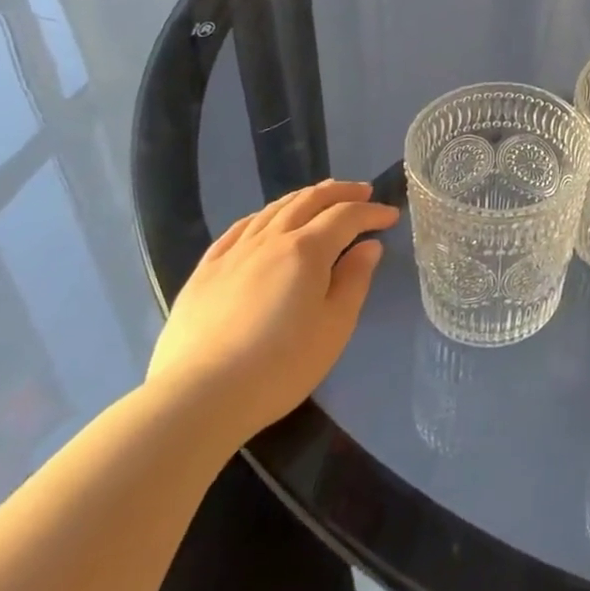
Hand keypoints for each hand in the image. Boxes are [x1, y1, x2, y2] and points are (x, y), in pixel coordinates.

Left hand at [146, 180, 396, 445]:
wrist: (198, 398)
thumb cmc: (280, 366)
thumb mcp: (335, 326)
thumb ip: (355, 280)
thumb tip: (369, 246)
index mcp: (307, 250)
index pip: (346, 216)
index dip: (372, 212)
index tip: (391, 216)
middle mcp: (271, 239)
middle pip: (309, 200)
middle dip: (340, 192)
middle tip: (362, 192)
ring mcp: (234, 252)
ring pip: (274, 209)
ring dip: (304, 197)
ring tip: (321, 198)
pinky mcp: (205, 271)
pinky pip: (239, 228)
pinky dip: (263, 215)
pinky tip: (267, 220)